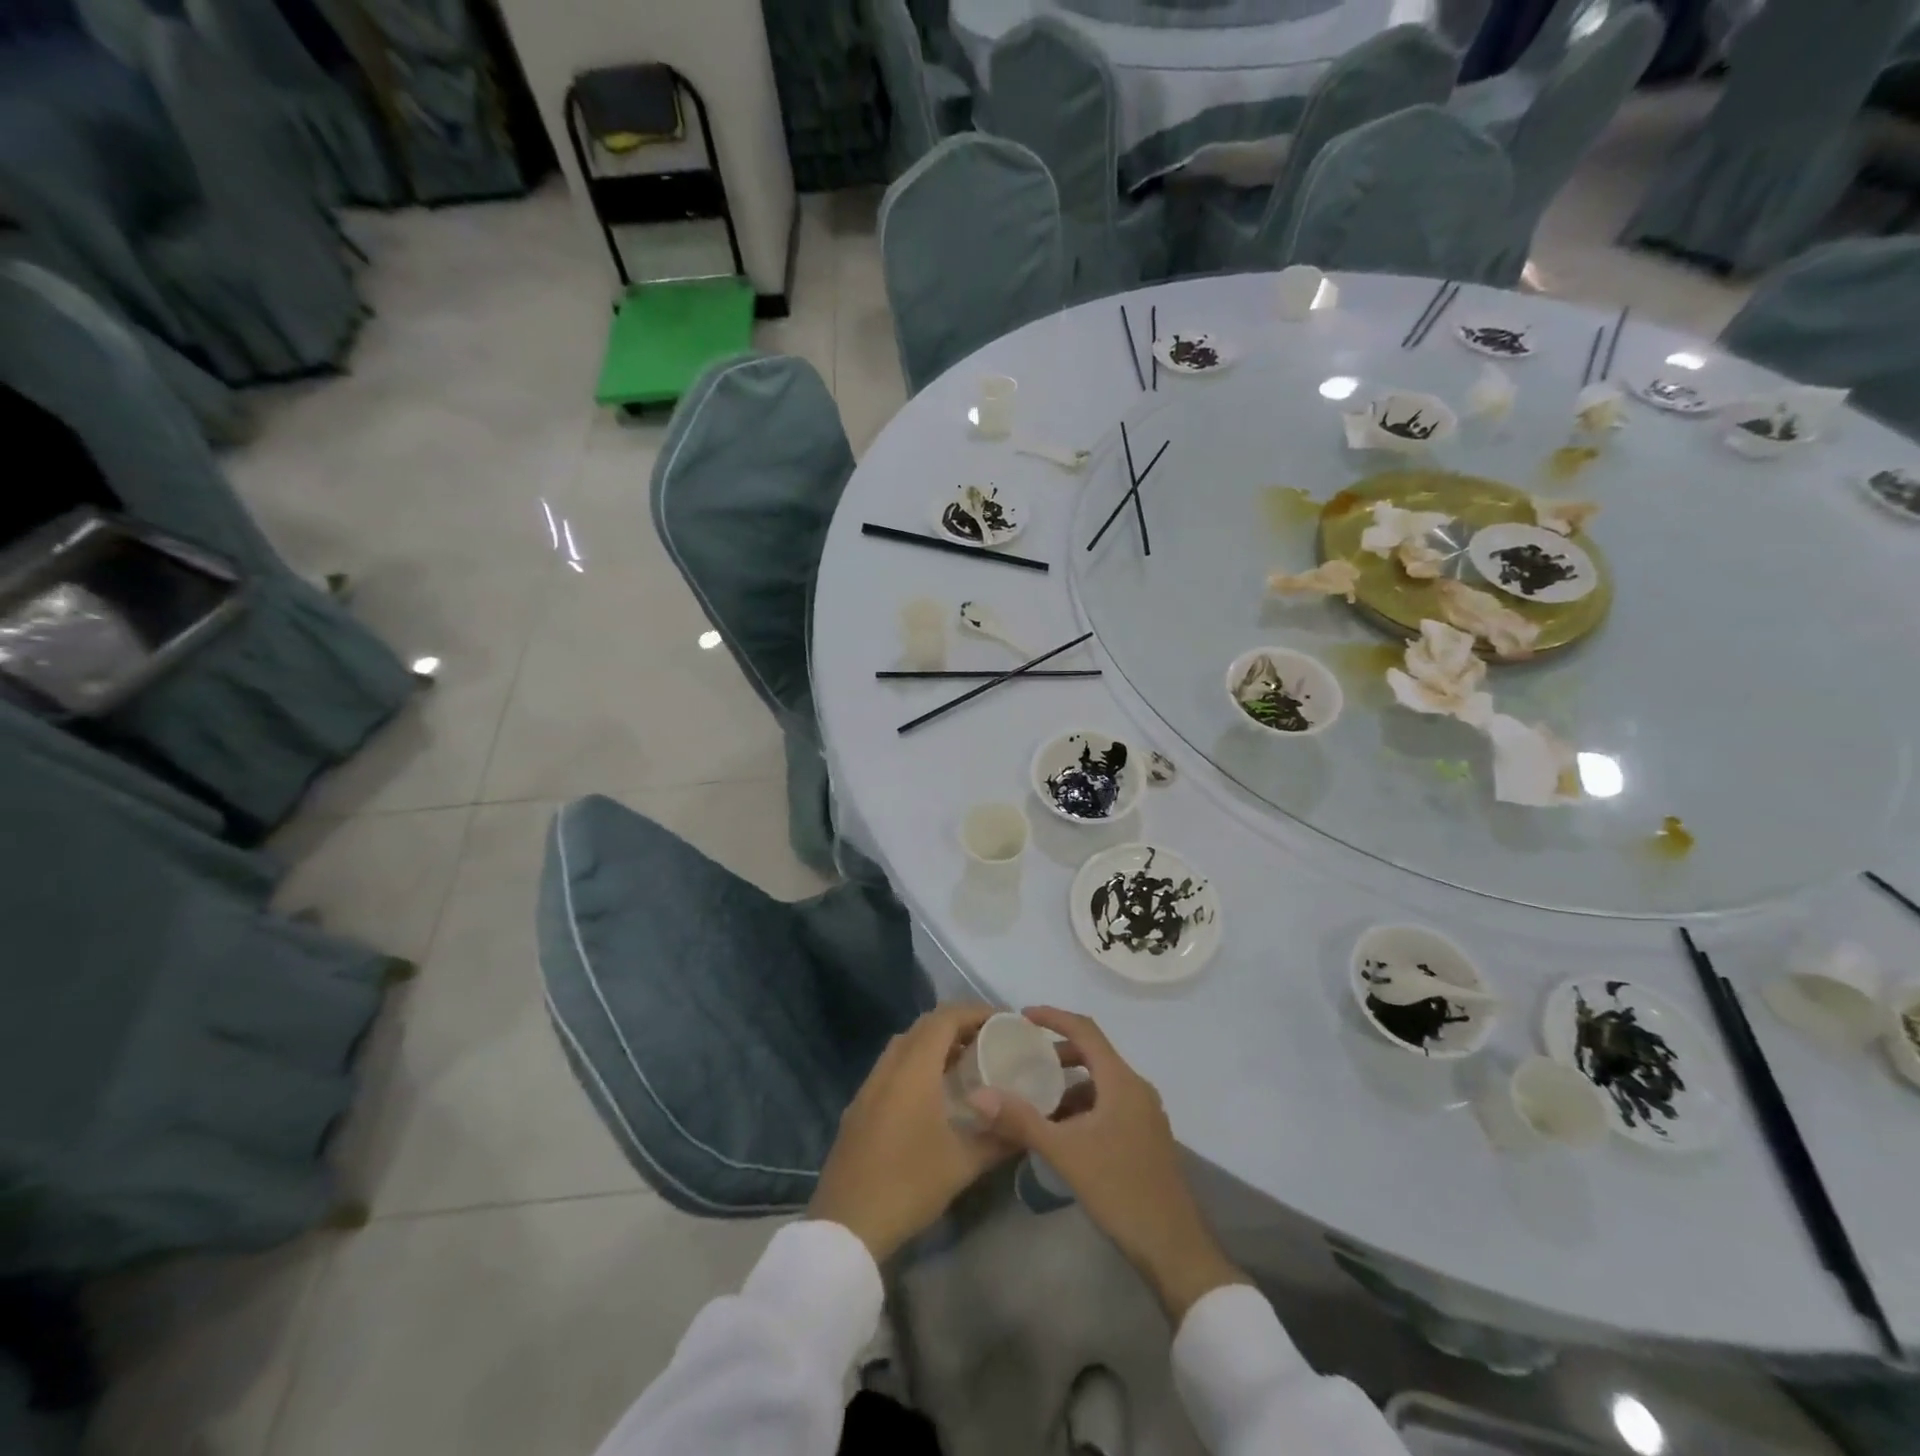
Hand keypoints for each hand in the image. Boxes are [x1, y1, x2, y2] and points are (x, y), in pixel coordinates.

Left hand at [810, 1004, 1016, 1262]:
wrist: (846, 1225)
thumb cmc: (908, 1184)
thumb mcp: (962, 1164)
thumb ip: (998, 1138)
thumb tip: (1027, 1126)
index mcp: (913, 1069)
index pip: (945, 1018)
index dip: (975, 1011)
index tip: (1003, 1021)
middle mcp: (888, 1067)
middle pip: (924, 1026)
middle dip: (957, 1024)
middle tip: (988, 1040)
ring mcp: (869, 1086)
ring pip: (904, 1045)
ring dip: (934, 1043)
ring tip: (964, 1062)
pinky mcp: (859, 1107)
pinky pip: (891, 1067)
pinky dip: (915, 1064)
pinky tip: (932, 1093)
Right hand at [968, 1007, 1243, 1323]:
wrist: (1173, 1248)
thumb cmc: (1120, 1190)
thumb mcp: (1065, 1152)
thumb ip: (1021, 1120)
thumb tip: (978, 1095)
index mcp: (1121, 1081)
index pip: (1085, 1030)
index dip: (1054, 1017)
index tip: (1023, 1016)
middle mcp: (1136, 1089)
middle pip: (1094, 1054)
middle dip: (1058, 1052)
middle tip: (1025, 1059)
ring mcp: (1144, 1114)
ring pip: (1100, 1083)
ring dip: (1069, 1083)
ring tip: (1036, 1100)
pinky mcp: (1145, 1137)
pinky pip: (1109, 1105)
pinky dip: (1083, 1106)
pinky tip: (1062, 1131)